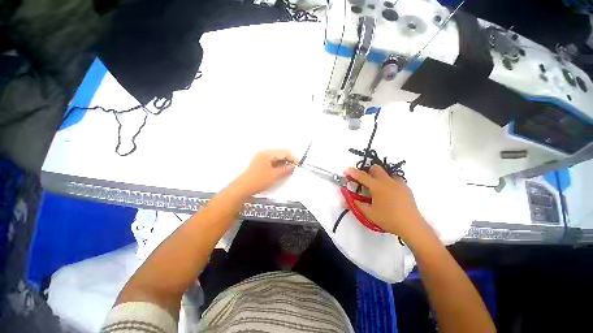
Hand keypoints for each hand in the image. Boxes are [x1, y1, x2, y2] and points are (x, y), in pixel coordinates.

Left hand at [232, 149, 296, 196]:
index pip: (284, 152)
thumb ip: (285, 169)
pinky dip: (278, 166)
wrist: (242, 188)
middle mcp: (264, 153)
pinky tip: (281, 171)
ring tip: (288, 171)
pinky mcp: (260, 163)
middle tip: (294, 168)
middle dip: (288, 160)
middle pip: (280, 153)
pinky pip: (272, 162)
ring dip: (283, 163)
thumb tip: (293, 166)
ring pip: (277, 158)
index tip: (299, 165)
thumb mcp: (274, 175)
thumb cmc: (258, 180)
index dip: (293, 158)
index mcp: (267, 153)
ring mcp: (261, 158)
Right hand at [344, 165, 427, 241]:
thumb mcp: (369, 213)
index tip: (345, 170)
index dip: (352, 172)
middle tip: (365, 182)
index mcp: (377, 186)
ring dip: (380, 177)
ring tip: (378, 189)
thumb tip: (345, 202)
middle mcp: (388, 181)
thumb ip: (356, 205)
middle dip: (368, 172)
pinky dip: (389, 183)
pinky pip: (395, 180)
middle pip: (376, 168)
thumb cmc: (388, 219)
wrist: (412, 226)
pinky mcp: (407, 188)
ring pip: (387, 174)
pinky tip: (389, 195)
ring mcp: (399, 184)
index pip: (362, 176)